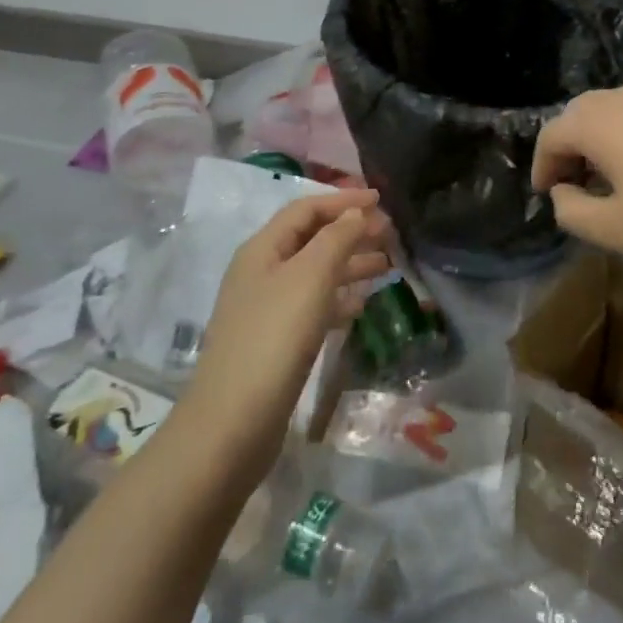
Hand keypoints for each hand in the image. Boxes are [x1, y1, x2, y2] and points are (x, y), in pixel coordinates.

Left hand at [182, 191, 390, 489]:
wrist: (233, 424)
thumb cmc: (274, 337)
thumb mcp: (310, 277)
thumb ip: (336, 238)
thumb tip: (355, 214)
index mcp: (262, 249)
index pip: (305, 209)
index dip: (343, 200)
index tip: (381, 199)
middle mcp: (261, 273)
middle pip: (311, 239)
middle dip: (350, 231)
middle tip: (390, 233)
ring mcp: (266, 309)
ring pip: (315, 273)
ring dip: (349, 264)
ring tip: (387, 265)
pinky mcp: (275, 343)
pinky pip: (313, 306)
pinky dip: (339, 298)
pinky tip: (362, 304)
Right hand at [532, 83, 622, 274]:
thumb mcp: (616, 230)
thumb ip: (572, 210)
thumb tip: (564, 190)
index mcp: (601, 122)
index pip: (553, 134)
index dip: (543, 165)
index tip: (549, 194)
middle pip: (583, 111)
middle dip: (572, 144)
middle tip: (578, 181)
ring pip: (620, 106)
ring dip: (606, 134)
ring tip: (618, 172)